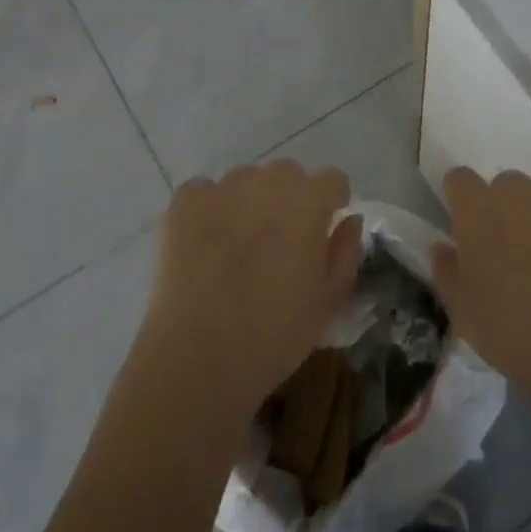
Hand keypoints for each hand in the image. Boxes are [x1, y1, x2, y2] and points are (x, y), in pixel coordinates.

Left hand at [143, 161, 364, 416]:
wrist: (198, 357)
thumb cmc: (275, 335)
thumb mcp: (329, 301)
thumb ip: (346, 252)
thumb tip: (348, 220)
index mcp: (309, 202)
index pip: (332, 180)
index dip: (331, 203)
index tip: (323, 230)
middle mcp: (267, 183)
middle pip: (287, 174)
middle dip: (290, 198)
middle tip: (280, 240)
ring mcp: (221, 189)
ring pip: (245, 180)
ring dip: (249, 201)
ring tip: (238, 245)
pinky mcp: (182, 203)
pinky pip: (204, 193)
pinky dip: (209, 210)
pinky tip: (204, 245)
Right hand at [432, 169, 530, 405]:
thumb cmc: (512, 331)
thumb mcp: (463, 311)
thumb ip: (447, 271)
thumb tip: (444, 248)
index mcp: (479, 209)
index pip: (460, 180)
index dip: (462, 201)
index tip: (467, 229)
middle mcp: (521, 193)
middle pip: (506, 187)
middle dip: (505, 211)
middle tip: (512, 255)